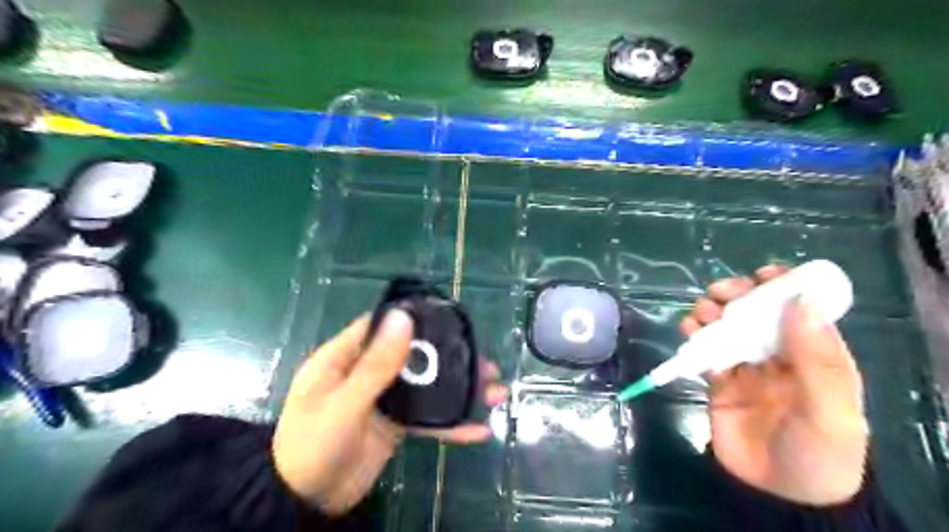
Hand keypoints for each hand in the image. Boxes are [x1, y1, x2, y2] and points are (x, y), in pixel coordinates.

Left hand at [270, 311, 506, 515]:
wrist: (306, 504)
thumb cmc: (312, 447)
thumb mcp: (342, 405)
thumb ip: (375, 365)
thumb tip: (403, 318)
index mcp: (345, 357)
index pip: (382, 327)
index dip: (413, 320)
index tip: (449, 320)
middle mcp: (367, 373)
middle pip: (414, 356)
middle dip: (450, 359)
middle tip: (485, 363)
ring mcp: (384, 399)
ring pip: (426, 386)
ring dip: (458, 390)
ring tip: (495, 392)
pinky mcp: (395, 425)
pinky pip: (427, 418)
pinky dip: (450, 424)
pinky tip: (478, 430)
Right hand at [677, 267, 869, 505]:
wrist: (779, 495)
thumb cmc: (818, 453)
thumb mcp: (830, 409)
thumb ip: (815, 357)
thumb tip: (799, 301)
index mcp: (815, 355)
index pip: (801, 310)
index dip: (784, 287)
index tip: (763, 274)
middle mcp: (779, 355)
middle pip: (756, 313)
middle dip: (738, 296)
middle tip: (721, 294)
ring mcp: (747, 366)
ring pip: (726, 326)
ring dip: (711, 312)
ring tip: (701, 315)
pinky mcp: (719, 379)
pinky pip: (704, 348)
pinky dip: (694, 335)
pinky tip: (689, 333)